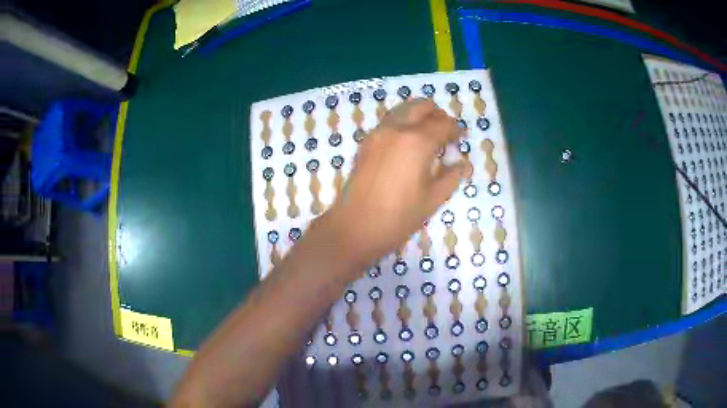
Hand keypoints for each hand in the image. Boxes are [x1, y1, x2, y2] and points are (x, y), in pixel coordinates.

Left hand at [328, 98, 466, 268]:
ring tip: (428, 135)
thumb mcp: (432, 199)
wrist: (355, 228)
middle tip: (445, 132)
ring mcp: (377, 133)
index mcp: (417, 141)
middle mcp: (396, 129)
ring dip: (418, 115)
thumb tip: (464, 164)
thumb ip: (451, 177)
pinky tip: (407, 143)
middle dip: (437, 114)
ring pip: (402, 110)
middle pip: (421, 106)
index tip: (461, 137)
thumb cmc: (398, 217)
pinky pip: (388, 121)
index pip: (443, 124)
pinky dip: (402, 123)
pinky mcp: (366, 143)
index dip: (455, 129)